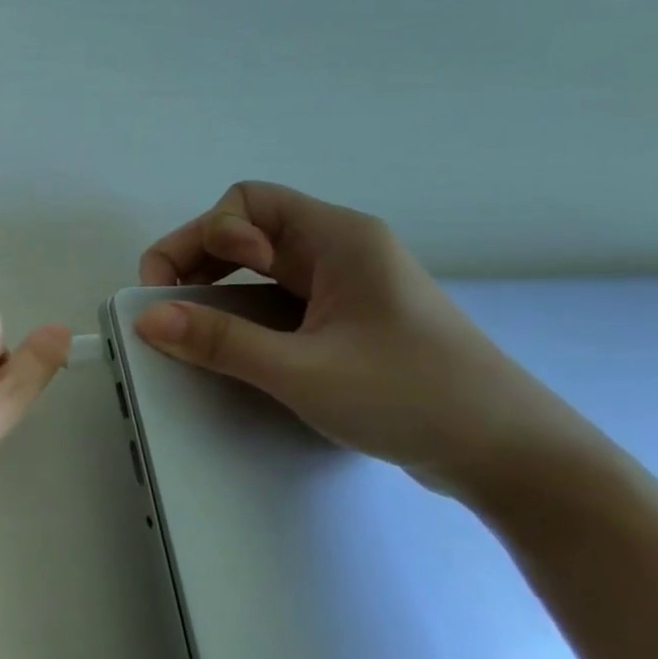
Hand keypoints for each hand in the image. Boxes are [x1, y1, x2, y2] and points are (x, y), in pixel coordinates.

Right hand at [134, 182, 601, 495]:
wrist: (511, 455)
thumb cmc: (412, 397)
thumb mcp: (303, 371)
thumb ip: (220, 340)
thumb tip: (146, 318)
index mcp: (338, 238)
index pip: (247, 203)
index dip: (206, 235)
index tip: (188, 288)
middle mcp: (339, 249)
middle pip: (246, 228)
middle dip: (196, 259)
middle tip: (168, 307)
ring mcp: (344, 284)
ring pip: (258, 264)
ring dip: (216, 286)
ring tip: (192, 326)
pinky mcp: (345, 318)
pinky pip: (275, 296)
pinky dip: (241, 311)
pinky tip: (232, 344)